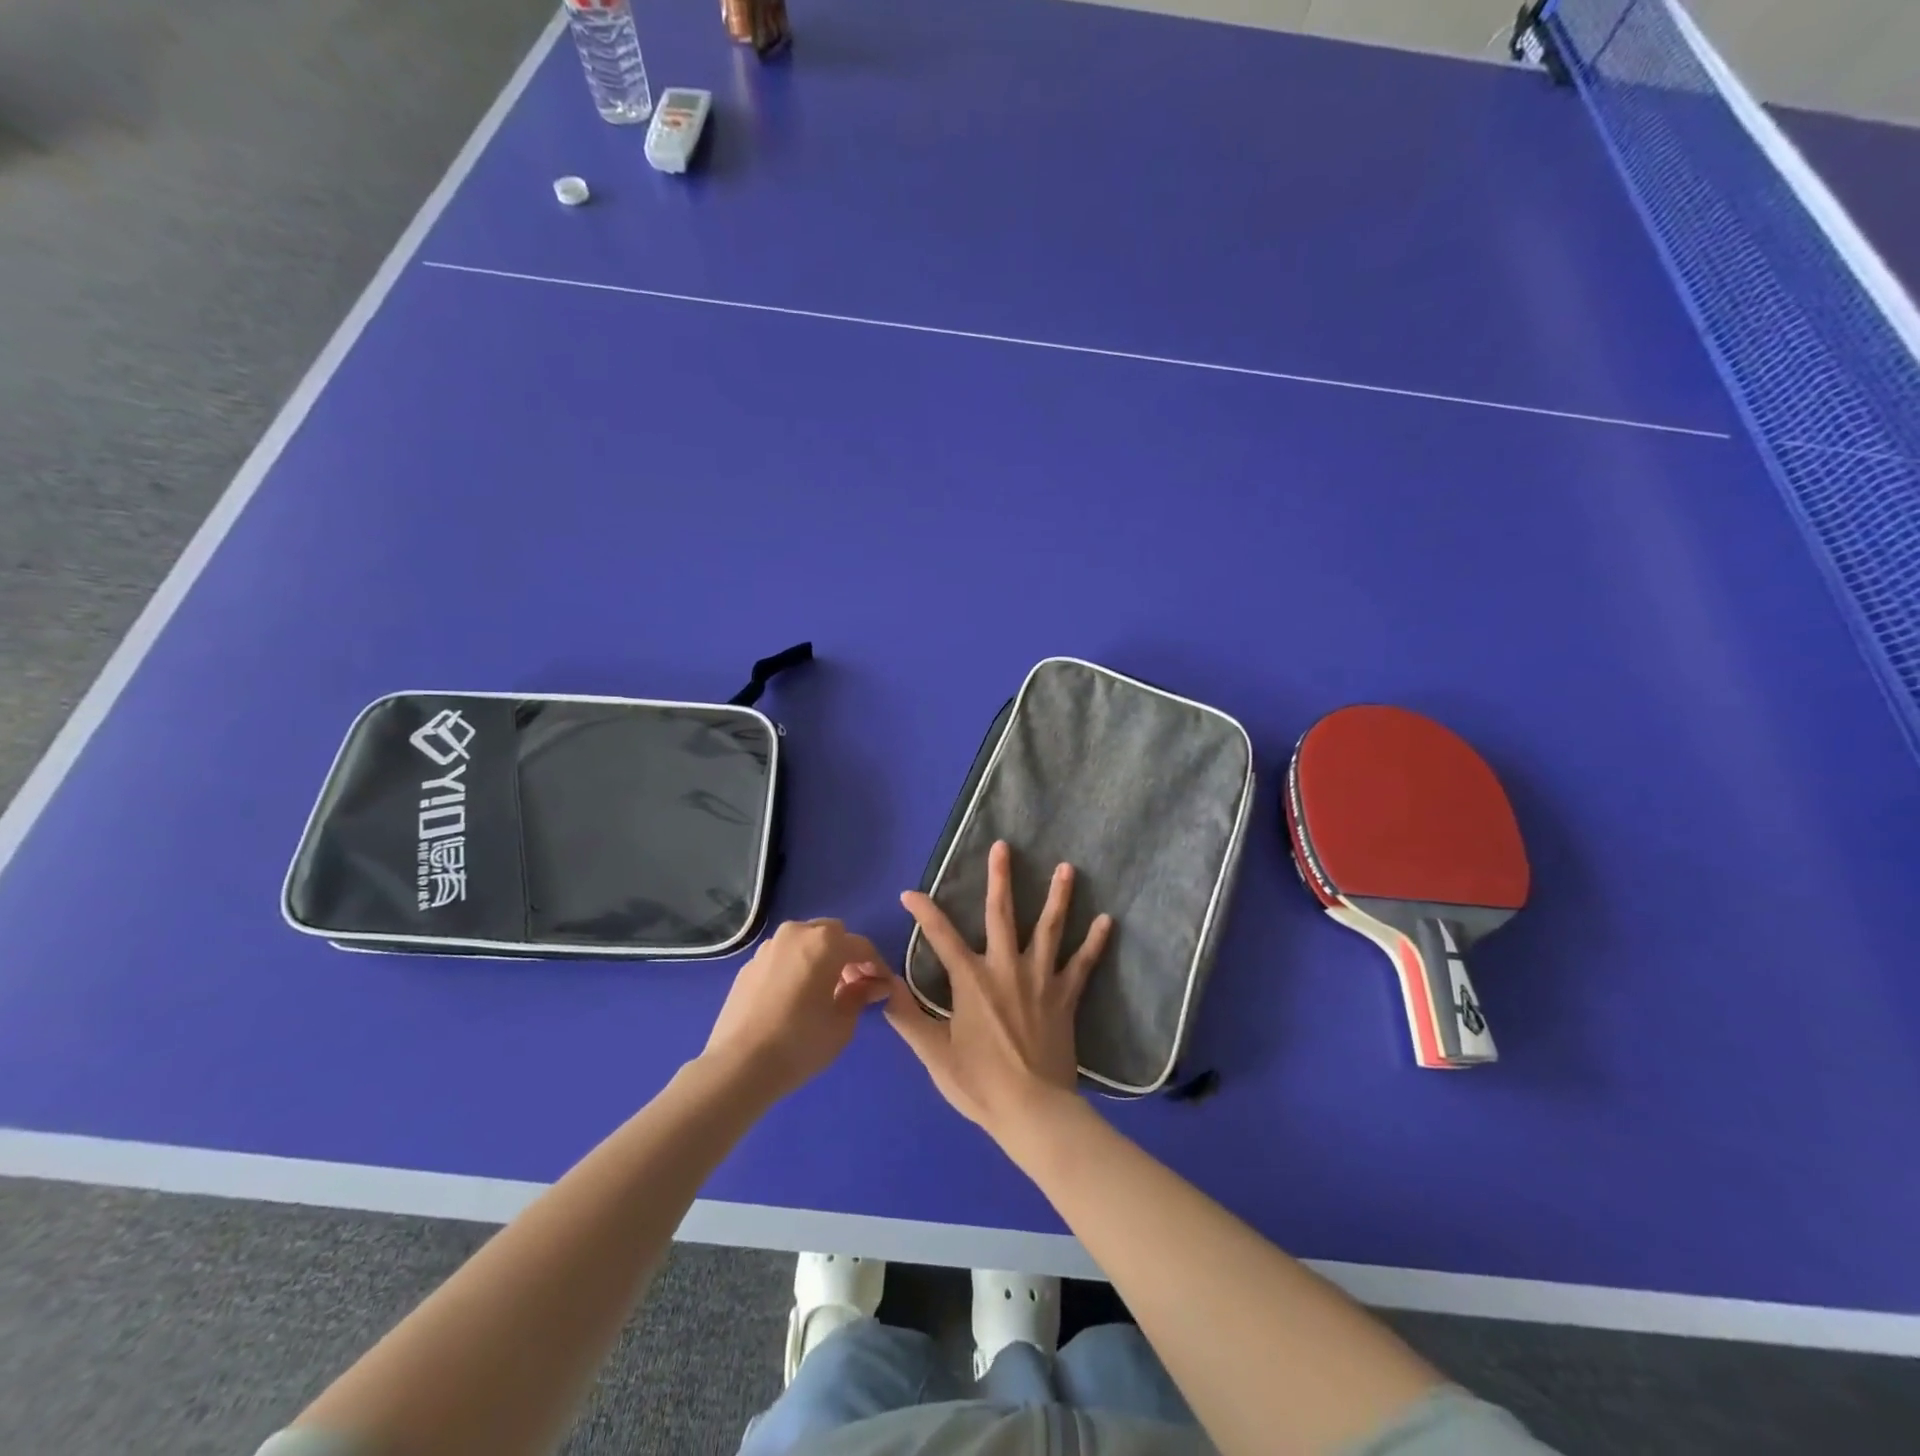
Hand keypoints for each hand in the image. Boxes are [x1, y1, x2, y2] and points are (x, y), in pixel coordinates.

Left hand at [704, 919, 891, 1098]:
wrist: (738, 1065)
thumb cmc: (800, 1043)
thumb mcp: (842, 1024)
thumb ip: (860, 995)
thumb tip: (873, 985)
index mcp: (825, 942)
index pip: (861, 946)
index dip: (876, 965)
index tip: (882, 986)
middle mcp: (796, 934)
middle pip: (832, 934)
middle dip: (845, 954)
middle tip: (852, 984)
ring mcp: (769, 947)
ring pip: (804, 941)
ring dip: (819, 957)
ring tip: (822, 989)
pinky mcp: (748, 964)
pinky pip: (782, 957)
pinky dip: (795, 967)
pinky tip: (794, 996)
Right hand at [886, 841, 1112, 1139]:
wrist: (1032, 1110)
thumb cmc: (979, 1083)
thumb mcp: (933, 1053)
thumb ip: (906, 1015)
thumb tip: (879, 983)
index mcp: (971, 980)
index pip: (941, 937)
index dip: (924, 913)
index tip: (910, 893)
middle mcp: (1005, 968)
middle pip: (1001, 914)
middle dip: (1000, 878)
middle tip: (1004, 846)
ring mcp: (1040, 979)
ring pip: (1049, 928)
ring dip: (1057, 896)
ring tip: (1066, 867)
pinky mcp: (1065, 996)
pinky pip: (1082, 964)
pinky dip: (1094, 942)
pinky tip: (1106, 920)